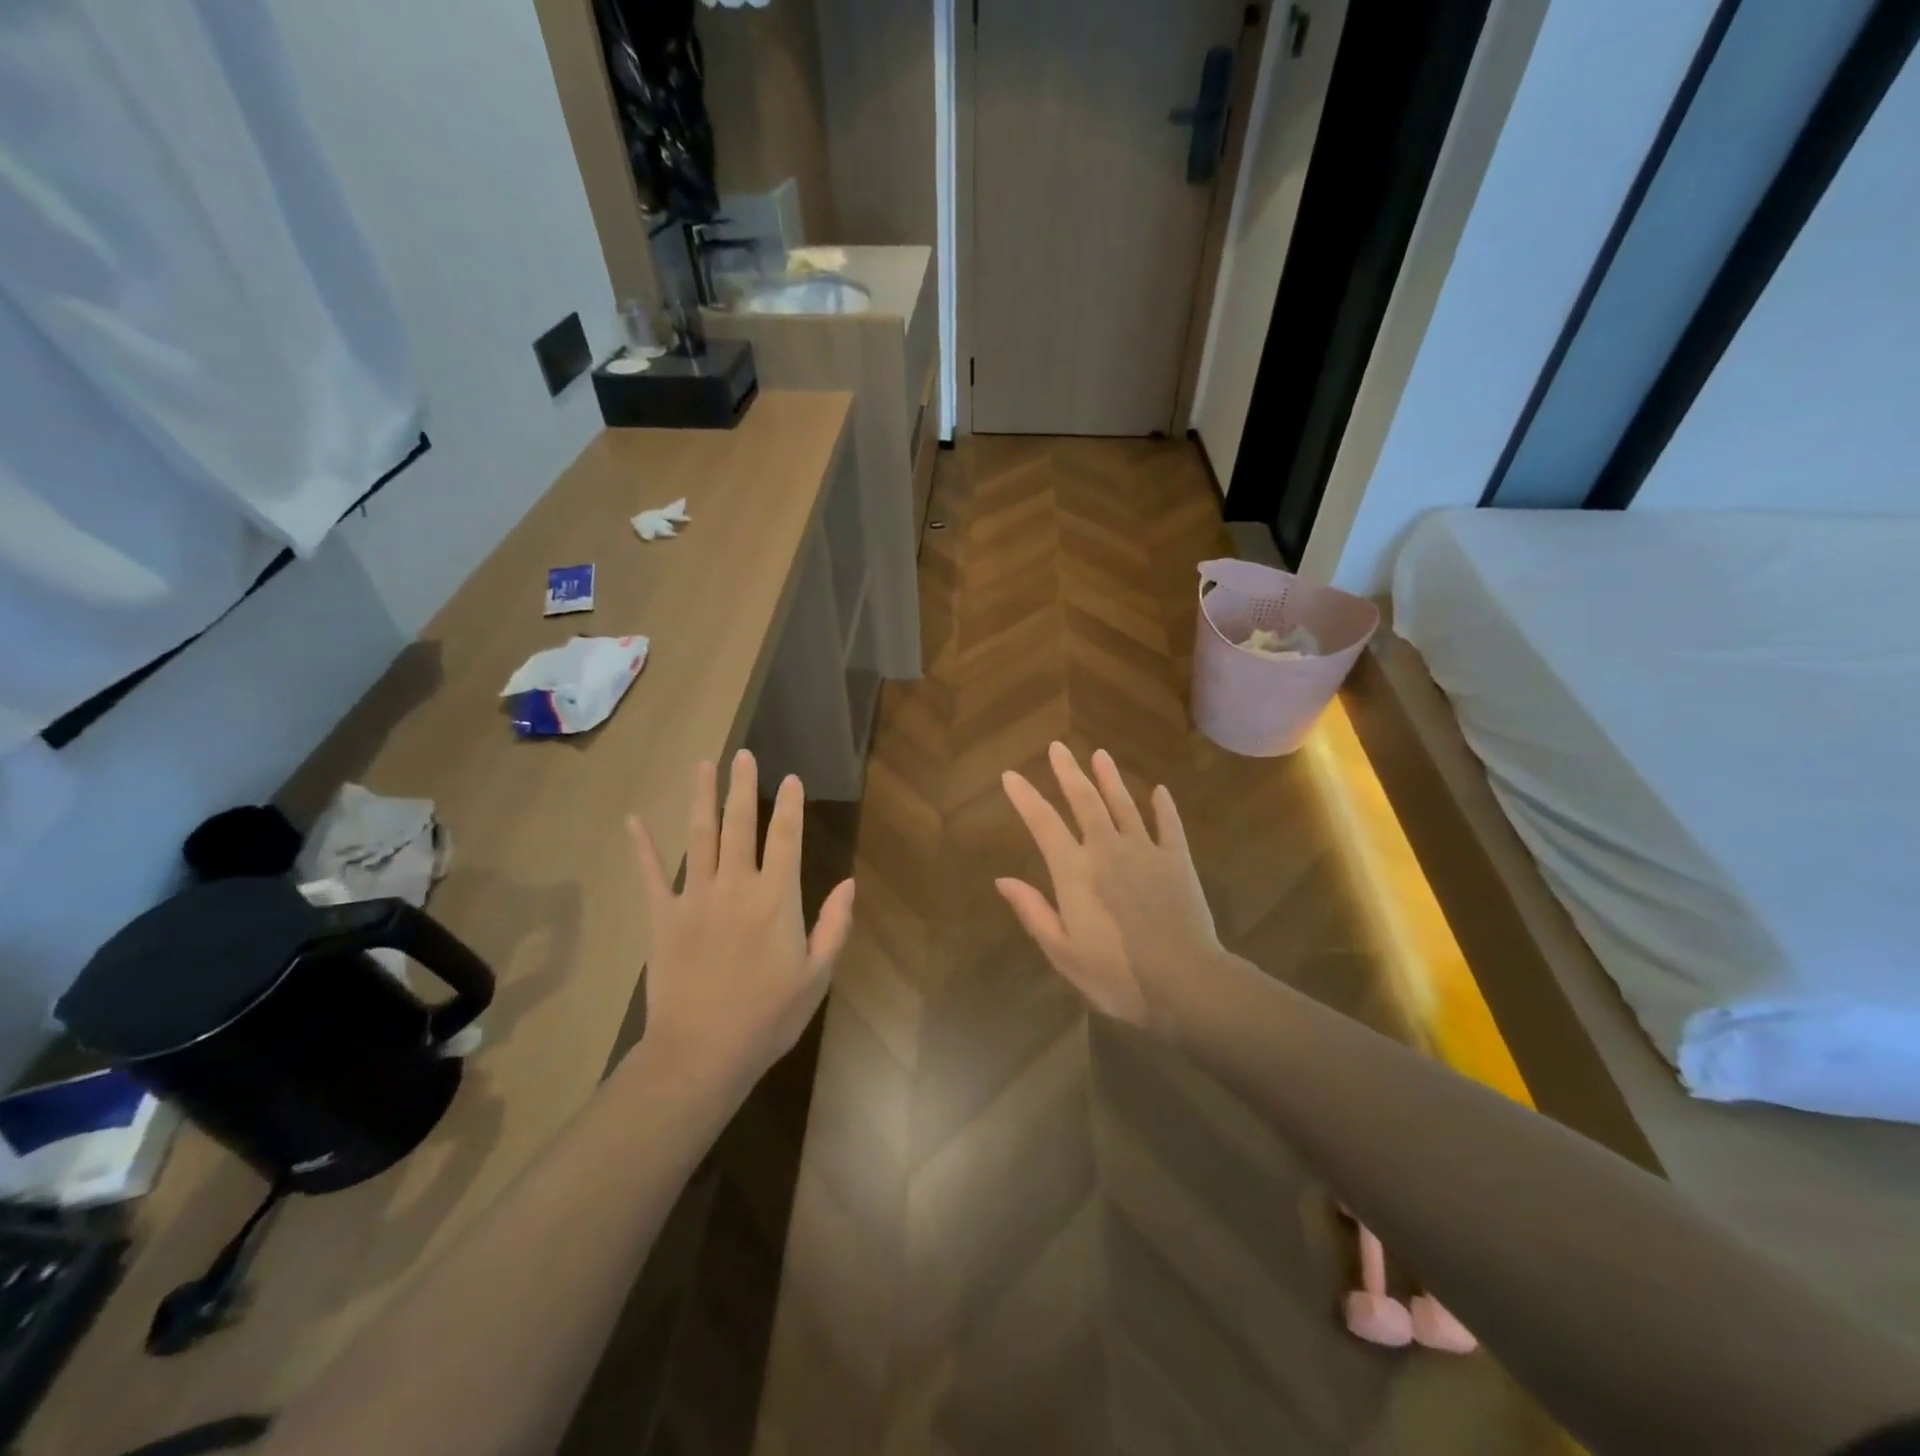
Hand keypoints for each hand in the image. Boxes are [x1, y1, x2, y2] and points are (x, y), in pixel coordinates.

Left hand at [629, 750, 855, 1093]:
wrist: (701, 1054)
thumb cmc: (768, 1017)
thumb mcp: (816, 976)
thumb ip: (834, 925)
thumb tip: (849, 883)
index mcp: (776, 899)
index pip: (786, 838)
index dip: (791, 805)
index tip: (792, 778)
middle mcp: (735, 887)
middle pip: (739, 825)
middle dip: (743, 787)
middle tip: (743, 755)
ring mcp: (694, 898)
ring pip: (699, 837)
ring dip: (701, 799)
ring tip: (703, 765)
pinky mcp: (662, 918)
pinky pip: (651, 876)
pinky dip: (643, 847)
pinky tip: (634, 820)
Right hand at [997, 743, 1229, 1039]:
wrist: (1183, 982)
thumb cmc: (1116, 974)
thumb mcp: (1062, 951)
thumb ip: (1033, 911)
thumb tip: (1002, 880)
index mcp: (1074, 871)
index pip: (1043, 823)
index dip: (1025, 797)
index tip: (1010, 775)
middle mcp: (1107, 849)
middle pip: (1084, 801)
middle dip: (1068, 772)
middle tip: (1057, 747)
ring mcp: (1145, 850)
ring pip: (1123, 804)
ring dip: (1110, 778)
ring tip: (1099, 754)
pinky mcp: (1177, 860)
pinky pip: (1168, 825)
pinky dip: (1163, 807)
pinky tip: (1159, 791)